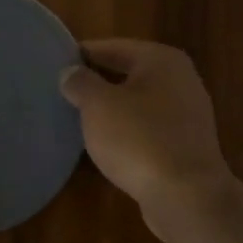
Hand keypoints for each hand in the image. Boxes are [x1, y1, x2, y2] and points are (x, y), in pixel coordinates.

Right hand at [60, 40, 240, 240]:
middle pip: (128, 73)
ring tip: (77, 117)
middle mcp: (180, 80)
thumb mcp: (98, 105)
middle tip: (62, 90)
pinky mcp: (185, 145)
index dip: (82, 53)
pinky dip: (126, 131)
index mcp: (162, 60)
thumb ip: (80, 83)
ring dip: (111, 108)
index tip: (55, 62)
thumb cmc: (139, 139)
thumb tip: (70, 72)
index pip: (113, 47)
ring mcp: (187, 115)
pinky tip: (104, 143)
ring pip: (138, 102)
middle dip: (97, 81)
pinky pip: (147, 128)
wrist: (186, 196)